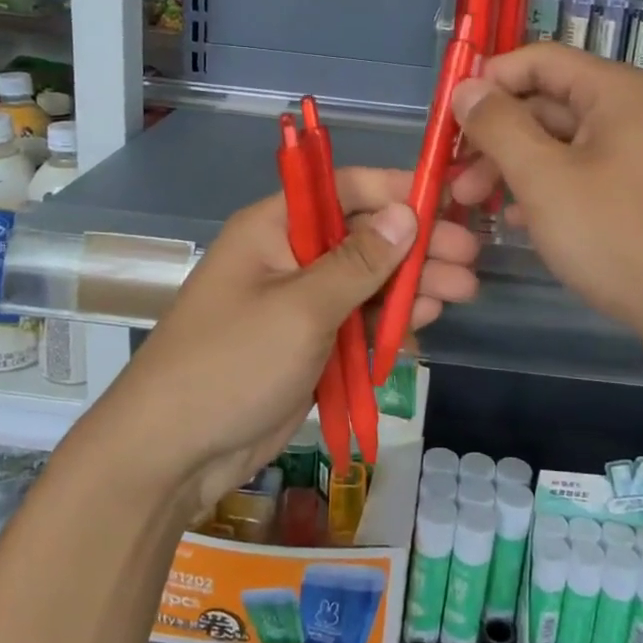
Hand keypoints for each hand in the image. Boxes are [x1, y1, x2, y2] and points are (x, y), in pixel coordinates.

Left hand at [94, 167, 480, 512]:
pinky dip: (388, 322)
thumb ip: (359, 262)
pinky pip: (356, 321)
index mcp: (275, 227)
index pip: (344, 189)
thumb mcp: (301, 308)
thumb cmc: (231, 365)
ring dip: (411, 286)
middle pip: (363, 237)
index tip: (448, 202)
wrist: (172, 454)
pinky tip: (423, 324)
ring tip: (463, 292)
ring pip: (366, 282)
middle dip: (416, 247)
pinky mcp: (307, 343)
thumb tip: (407, 214)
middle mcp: (288, 255)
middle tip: (470, 258)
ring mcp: (299, 302)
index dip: (396, 191)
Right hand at [449, 43, 642, 377]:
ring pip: (562, 145)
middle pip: (547, 104)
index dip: (487, 83)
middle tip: (455, 180)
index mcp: (616, 91)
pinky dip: (548, 191)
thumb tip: (465, 88)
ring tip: (477, 207)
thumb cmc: (623, 238)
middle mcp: (632, 112)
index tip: (446, 122)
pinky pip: (584, 176)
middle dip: (496, 137)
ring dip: (515, 169)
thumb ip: (499, 127)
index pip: (537, 60)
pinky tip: (520, 224)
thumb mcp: (546, 180)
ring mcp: (641, 154)